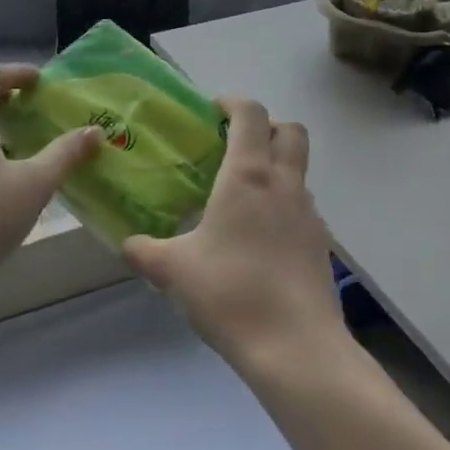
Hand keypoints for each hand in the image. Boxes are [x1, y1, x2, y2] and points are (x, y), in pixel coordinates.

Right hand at [121, 98, 344, 376]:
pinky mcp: (321, 244)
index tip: (213, 109)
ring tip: (242, 196)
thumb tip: (129, 244)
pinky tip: (259, 239)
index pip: (251, 114)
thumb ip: (145, 251)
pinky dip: (284, 205)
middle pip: (290, 131)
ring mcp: (309, 214)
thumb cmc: (230, 294)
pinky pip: (302, 207)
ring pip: (299, 170)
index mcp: (248, 176)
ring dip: (276, 167)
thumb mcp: (173, 271)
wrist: (295, 347)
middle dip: (266, 127)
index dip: (234, 102)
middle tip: (234, 145)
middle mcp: (284, 184)